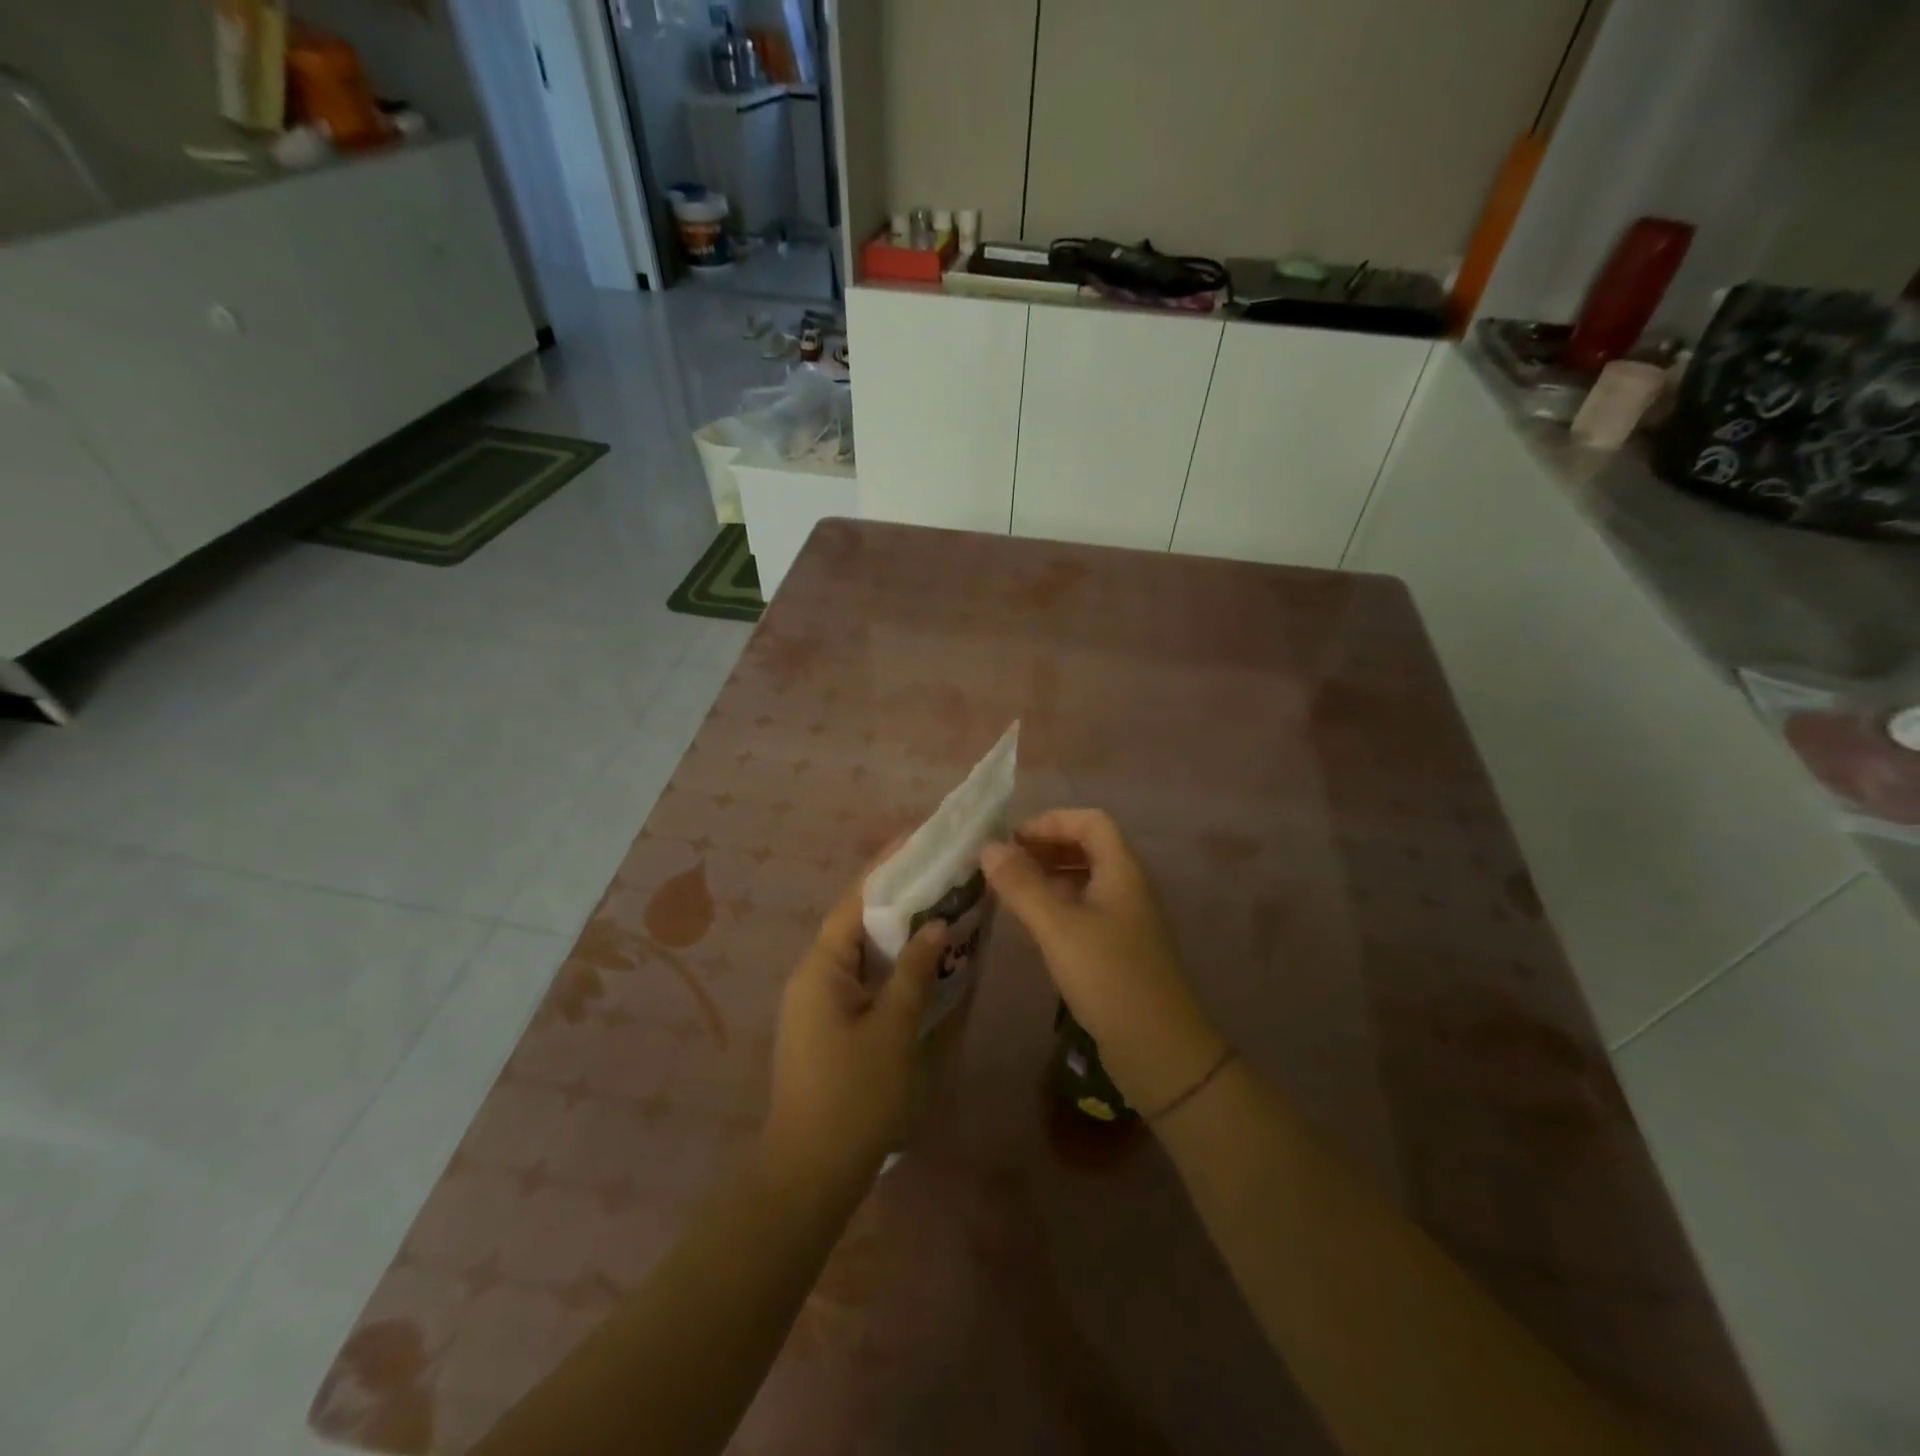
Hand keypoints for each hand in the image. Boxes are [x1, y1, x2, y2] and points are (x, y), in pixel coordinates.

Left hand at [762, 883, 946, 1187]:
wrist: (809, 1172)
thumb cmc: (853, 1096)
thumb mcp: (892, 1030)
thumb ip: (914, 972)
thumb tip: (935, 925)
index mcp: (821, 967)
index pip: (856, 900)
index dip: (888, 866)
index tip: (920, 838)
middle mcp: (813, 974)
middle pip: (857, 919)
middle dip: (898, 894)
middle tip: (941, 870)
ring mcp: (817, 1000)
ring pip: (861, 949)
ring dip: (896, 929)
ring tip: (939, 904)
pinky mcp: (828, 1023)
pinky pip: (861, 976)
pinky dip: (890, 961)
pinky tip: (922, 959)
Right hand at [981, 809, 1226, 1115]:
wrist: (1158, 1048)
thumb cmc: (1108, 976)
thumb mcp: (1058, 926)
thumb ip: (1022, 885)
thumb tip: (987, 847)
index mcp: (1121, 870)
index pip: (1090, 821)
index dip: (1051, 821)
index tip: (1012, 839)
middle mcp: (1127, 886)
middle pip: (1087, 847)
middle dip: (1045, 847)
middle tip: (1004, 863)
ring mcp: (1125, 919)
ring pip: (1084, 880)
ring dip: (1048, 876)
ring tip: (1010, 890)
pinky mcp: (1118, 948)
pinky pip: (1084, 909)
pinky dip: (1057, 905)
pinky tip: (1033, 923)